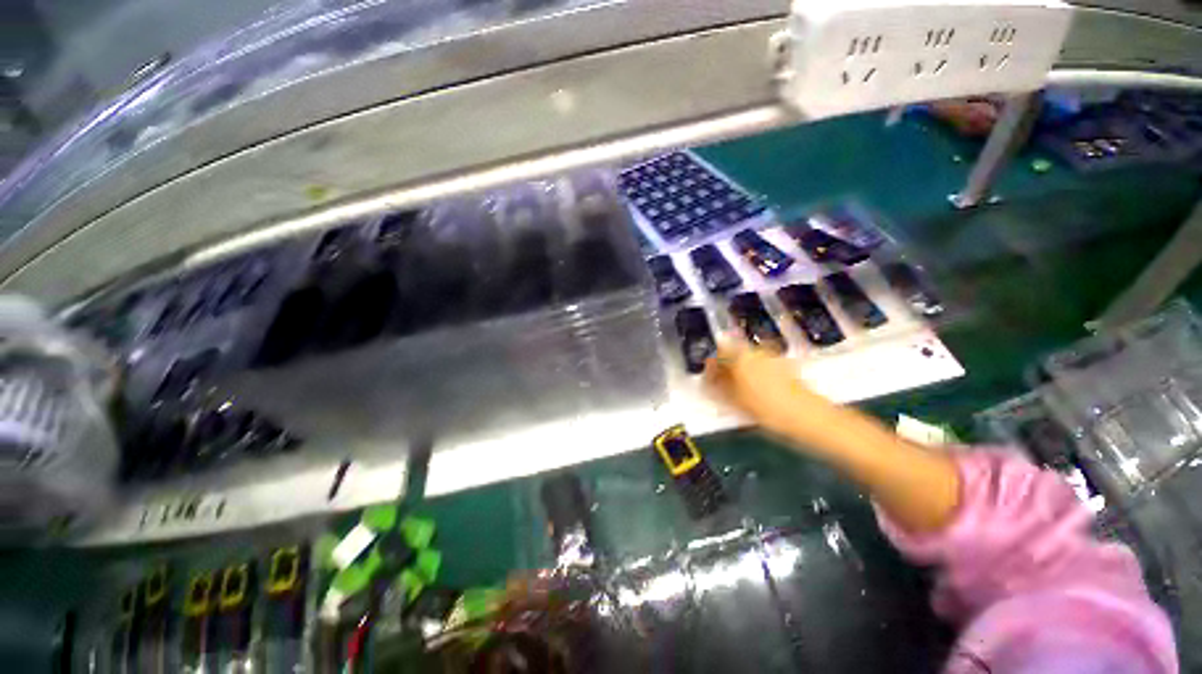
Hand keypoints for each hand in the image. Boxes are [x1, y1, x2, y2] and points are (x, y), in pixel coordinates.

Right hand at [706, 341, 960, 531]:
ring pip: (748, 361)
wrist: (816, 422)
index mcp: (743, 358)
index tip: (708, 381)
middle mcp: (758, 354)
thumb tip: (706, 380)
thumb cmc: (771, 412)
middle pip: (734, 354)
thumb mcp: (738, 402)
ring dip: (738, 373)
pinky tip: (756, 395)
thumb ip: (719, 388)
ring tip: (737, 394)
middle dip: (724, 368)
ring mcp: (774, 361)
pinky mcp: (786, 370)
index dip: (711, 365)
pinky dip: (753, 377)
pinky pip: (761, 368)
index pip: (719, 352)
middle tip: (721, 389)